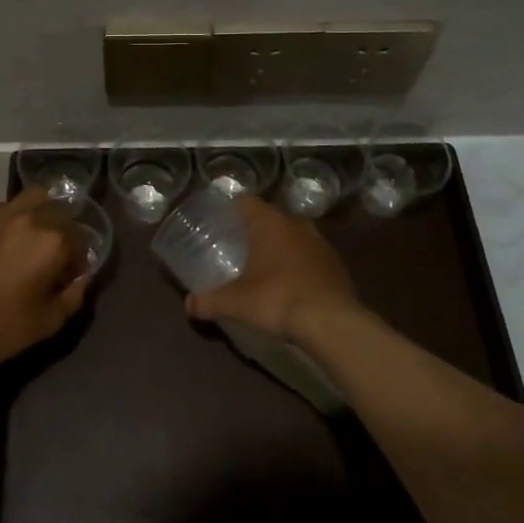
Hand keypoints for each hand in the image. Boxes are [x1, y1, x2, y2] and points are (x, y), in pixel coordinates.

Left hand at [0, 189, 90, 370]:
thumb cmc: (7, 326)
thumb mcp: (52, 319)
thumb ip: (75, 293)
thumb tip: (82, 277)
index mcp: (54, 240)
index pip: (80, 237)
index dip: (78, 258)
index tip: (69, 274)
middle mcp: (31, 217)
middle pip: (60, 211)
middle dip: (62, 230)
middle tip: (52, 253)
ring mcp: (1, 213)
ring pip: (33, 198)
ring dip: (40, 212)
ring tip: (31, 236)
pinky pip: (4, 208)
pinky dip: (11, 219)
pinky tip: (3, 241)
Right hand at [185, 194, 361, 343]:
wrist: (331, 321)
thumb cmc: (276, 298)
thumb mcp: (236, 302)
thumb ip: (209, 301)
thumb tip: (187, 305)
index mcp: (268, 221)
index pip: (245, 200)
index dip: (232, 208)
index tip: (221, 220)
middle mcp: (294, 222)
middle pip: (270, 216)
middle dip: (256, 228)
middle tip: (239, 245)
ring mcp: (319, 241)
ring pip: (293, 233)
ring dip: (281, 244)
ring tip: (265, 264)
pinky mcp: (336, 261)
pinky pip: (311, 254)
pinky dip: (300, 262)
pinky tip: (292, 282)